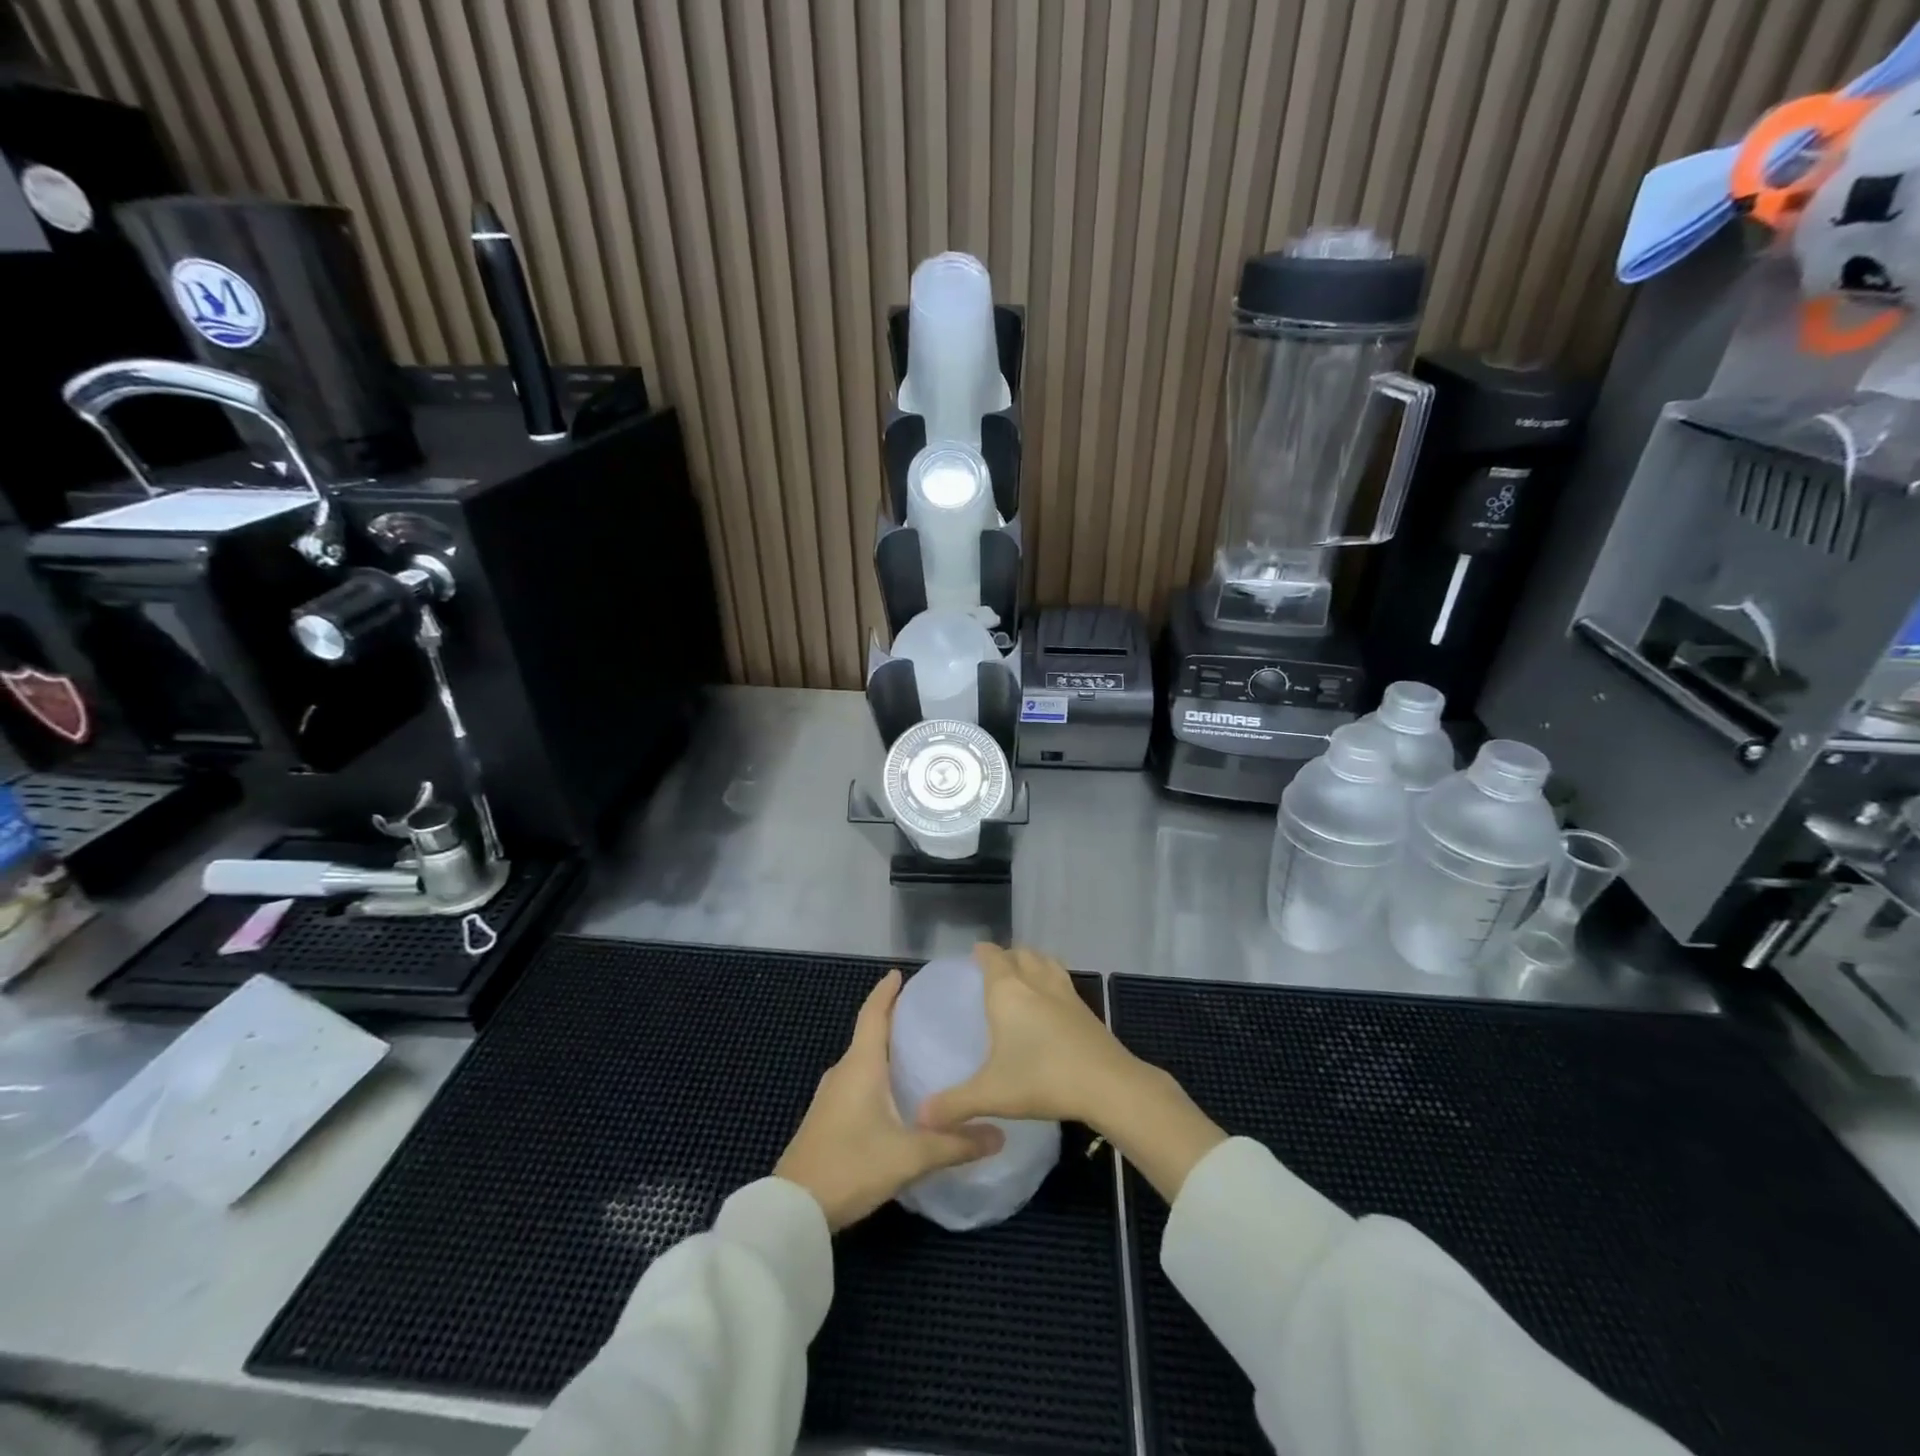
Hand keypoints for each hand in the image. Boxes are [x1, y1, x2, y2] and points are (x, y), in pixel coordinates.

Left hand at [775, 969, 1002, 1230]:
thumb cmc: (851, 1165)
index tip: (900, 973)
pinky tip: (895, 1095)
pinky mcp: (826, 1121)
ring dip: (884, 1051)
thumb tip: (1000, 1133)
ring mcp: (831, 1098)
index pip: (873, 1014)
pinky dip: (877, 1076)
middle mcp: (843, 1072)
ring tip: (917, 1052)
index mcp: (860, 1065)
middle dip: (892, 1020)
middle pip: (868, 1034)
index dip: (886, 992)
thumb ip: (955, 1144)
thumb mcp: (910, 1156)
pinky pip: (856, 1084)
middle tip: (925, 1014)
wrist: (793, 1211)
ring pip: (862, 1062)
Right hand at [914, 944, 1141, 1130]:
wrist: (1107, 1084)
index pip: (992, 956)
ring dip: (1032, 961)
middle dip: (1006, 956)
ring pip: (1045, 961)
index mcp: (1007, 991)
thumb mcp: (991, 1094)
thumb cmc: (1042, 1079)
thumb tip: (921, 1116)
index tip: (972, 956)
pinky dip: (1052, 979)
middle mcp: (1035, 982)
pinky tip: (1051, 1002)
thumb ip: (954, 1103)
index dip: (982, 952)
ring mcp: (1064, 992)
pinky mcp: (1085, 1008)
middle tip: (994, 971)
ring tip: (1023, 976)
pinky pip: (1062, 980)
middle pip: (1020, 953)